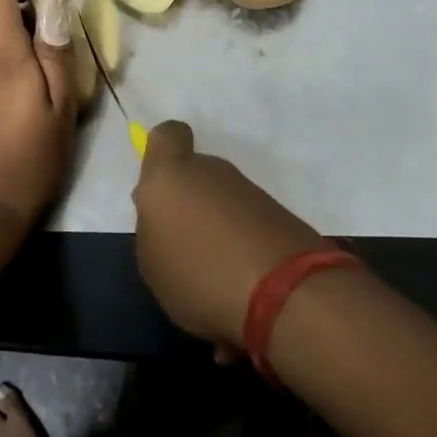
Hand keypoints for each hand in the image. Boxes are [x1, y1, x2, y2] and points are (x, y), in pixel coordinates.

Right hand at [132, 121, 322, 347]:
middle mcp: (212, 172)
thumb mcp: (151, 262)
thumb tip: (164, 211)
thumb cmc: (198, 272)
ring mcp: (250, 193)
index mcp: (171, 174)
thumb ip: (152, 229)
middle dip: (190, 207)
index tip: (161, 185)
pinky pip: (248, 231)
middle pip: (196, 177)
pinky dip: (242, 256)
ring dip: (217, 236)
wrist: (284, 292)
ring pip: (223, 206)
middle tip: (183, 250)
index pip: (167, 136)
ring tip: (212, 288)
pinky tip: (240, 301)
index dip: (162, 152)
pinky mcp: (280, 216)